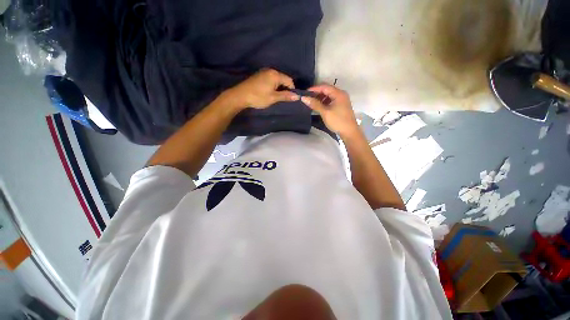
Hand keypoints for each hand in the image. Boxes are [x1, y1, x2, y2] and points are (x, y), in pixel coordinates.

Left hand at [224, 68, 298, 110]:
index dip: (292, 90)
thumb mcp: (273, 98)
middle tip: (283, 99)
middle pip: (283, 79)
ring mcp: (264, 72)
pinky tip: (269, 93)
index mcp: (275, 74)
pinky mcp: (259, 75)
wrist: (240, 96)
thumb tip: (297, 96)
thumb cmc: (258, 97)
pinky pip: (270, 79)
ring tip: (276, 97)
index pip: (289, 80)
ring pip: (277, 80)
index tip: (290, 98)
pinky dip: (273, 86)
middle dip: (285, 88)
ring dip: (279, 88)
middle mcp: (270, 70)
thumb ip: (285, 96)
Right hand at [301, 84, 358, 137]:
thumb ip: (314, 104)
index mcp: (338, 93)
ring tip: (312, 103)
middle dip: (317, 93)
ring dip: (320, 98)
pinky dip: (324, 102)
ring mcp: (342, 100)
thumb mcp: (325, 112)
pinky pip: (331, 100)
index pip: (324, 87)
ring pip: (329, 95)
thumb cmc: (337, 121)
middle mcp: (341, 94)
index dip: (314, 89)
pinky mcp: (341, 106)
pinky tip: (319, 107)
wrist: (349, 132)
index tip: (304, 93)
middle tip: (307, 98)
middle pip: (327, 90)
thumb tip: (303, 98)